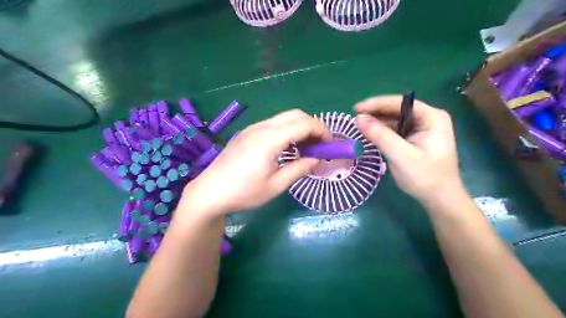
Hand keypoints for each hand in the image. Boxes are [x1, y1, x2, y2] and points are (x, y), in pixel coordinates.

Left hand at [178, 108, 331, 215]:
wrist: (210, 192)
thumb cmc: (244, 192)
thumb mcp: (276, 185)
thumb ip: (299, 169)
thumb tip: (317, 160)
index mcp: (269, 139)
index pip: (303, 124)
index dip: (322, 131)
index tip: (330, 145)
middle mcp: (261, 127)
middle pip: (295, 114)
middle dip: (313, 126)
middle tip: (320, 145)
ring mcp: (252, 128)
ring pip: (284, 118)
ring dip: (300, 128)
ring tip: (306, 148)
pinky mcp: (247, 133)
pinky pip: (273, 124)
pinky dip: (287, 130)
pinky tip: (287, 148)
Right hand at [352, 95, 463, 203]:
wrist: (440, 199)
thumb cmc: (424, 177)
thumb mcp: (400, 155)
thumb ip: (380, 135)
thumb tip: (358, 119)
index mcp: (432, 117)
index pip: (400, 103)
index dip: (376, 104)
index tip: (356, 109)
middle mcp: (428, 119)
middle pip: (397, 109)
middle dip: (376, 113)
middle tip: (355, 118)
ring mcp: (422, 129)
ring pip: (395, 120)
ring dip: (377, 122)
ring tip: (359, 126)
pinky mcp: (416, 139)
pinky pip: (396, 130)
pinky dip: (382, 132)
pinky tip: (370, 134)